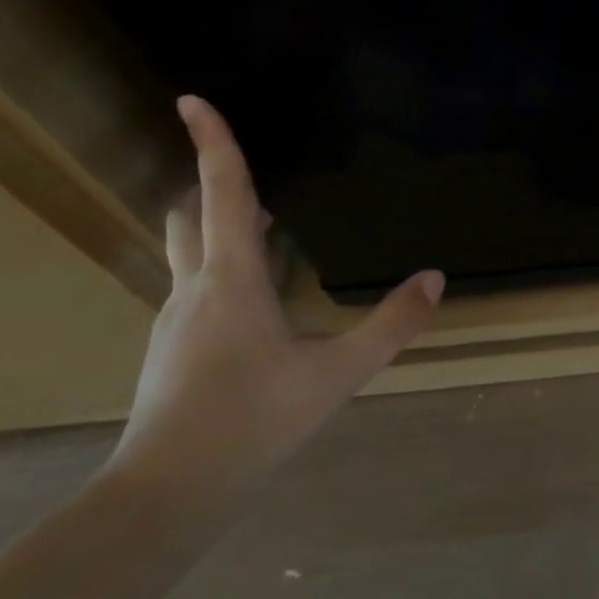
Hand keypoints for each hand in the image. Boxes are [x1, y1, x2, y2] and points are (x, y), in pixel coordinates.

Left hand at [104, 95, 442, 522]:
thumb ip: (391, 324)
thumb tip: (435, 278)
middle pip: (191, 216)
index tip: (191, 99)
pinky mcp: (171, 349)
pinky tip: (256, 305)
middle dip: (213, 184)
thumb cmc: (251, 423)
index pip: (223, 194)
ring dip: (221, 227)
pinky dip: (223, 269)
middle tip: (251, 175)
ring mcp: (175, 321)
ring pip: (190, 253)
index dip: (212, 143)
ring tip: (269, 231)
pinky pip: (196, 287)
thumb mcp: (337, 374)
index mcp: (231, 279)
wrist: (164, 498)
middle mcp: (194, 289)